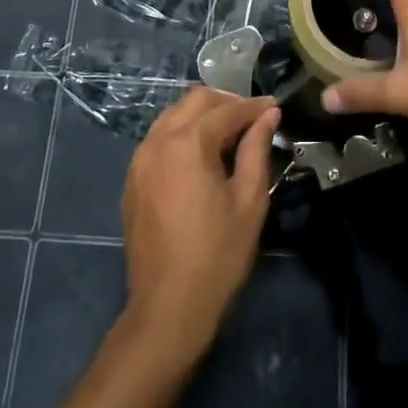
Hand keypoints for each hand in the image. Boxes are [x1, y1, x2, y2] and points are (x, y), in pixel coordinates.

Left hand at [120, 88, 280, 356]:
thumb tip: (268, 115)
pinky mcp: (132, 179)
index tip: (275, 108)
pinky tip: (201, 155)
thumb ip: (257, 148)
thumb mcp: (249, 200)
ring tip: (230, 133)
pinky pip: (159, 138)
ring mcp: (139, 159)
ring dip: (202, 115)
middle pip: (195, 100)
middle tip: (253, 118)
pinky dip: (182, 133)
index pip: (226, 110)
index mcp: (188, 143)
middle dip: (226, 102)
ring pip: (173, 115)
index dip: (254, 107)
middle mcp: (158, 140)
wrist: (168, 307)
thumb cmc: (217, 254)